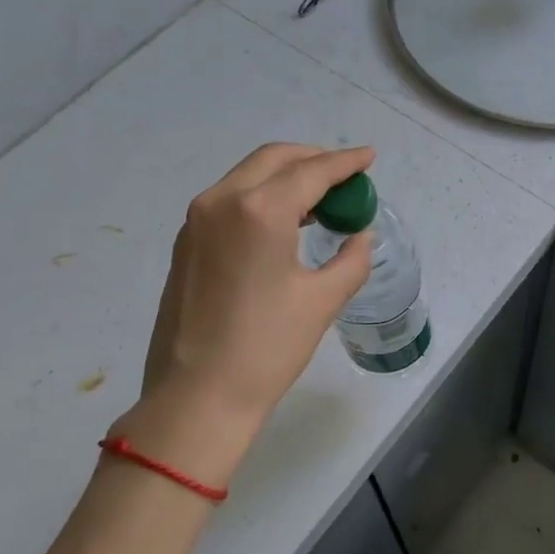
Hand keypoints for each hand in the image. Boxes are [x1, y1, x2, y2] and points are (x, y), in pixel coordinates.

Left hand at [127, 143, 375, 443]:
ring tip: (321, 199)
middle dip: (313, 159)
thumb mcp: (322, 301)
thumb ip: (351, 259)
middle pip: (274, 159)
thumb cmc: (266, 348)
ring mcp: (197, 220)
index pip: (311, 171)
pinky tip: (284, 221)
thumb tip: (360, 236)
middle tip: (345, 177)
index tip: (369, 156)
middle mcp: (221, 201)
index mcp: (259, 210)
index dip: (345, 162)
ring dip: (286, 175)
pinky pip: (230, 198)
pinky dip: (261, 195)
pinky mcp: (186, 241)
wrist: (196, 397)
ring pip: (248, 175)